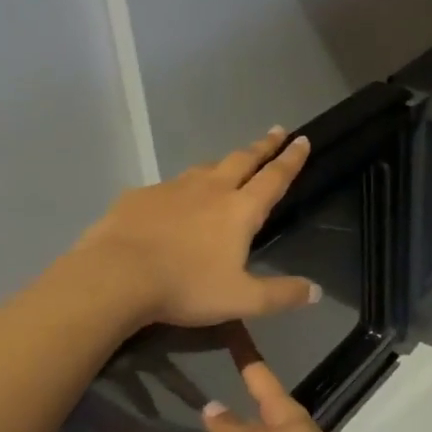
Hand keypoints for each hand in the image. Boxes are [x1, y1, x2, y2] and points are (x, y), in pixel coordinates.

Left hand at [75, 128, 317, 327]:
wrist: (114, 277)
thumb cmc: (186, 286)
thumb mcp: (243, 300)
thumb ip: (282, 295)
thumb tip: (318, 292)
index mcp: (240, 211)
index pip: (274, 178)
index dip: (291, 159)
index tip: (302, 139)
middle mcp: (210, 190)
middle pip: (242, 160)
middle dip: (263, 146)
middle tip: (277, 131)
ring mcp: (172, 189)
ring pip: (205, 168)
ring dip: (224, 163)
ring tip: (230, 163)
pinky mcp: (140, 197)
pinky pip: (169, 186)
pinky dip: (183, 188)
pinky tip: (175, 200)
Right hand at [201, 353, 369, 431]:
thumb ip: (232, 429)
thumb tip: (210, 404)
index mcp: (285, 411)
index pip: (259, 375)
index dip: (244, 354)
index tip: (232, 329)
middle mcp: (293, 426)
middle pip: (264, 400)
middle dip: (243, 388)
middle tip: (214, 372)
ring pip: (265, 429)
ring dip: (245, 420)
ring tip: (219, 413)